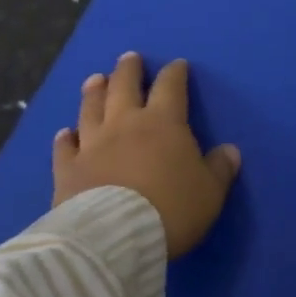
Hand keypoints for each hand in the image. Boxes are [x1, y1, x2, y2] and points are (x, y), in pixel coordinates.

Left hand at [52, 52, 240, 257]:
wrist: (114, 238)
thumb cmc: (170, 209)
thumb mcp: (209, 192)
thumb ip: (220, 168)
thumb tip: (230, 150)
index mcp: (163, 121)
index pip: (170, 86)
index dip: (175, 73)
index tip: (177, 65)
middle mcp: (125, 123)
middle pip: (124, 85)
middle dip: (128, 69)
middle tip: (129, 58)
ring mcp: (92, 144)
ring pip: (92, 108)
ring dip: (95, 91)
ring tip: (96, 79)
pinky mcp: (67, 169)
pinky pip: (65, 147)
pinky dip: (65, 138)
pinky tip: (65, 133)